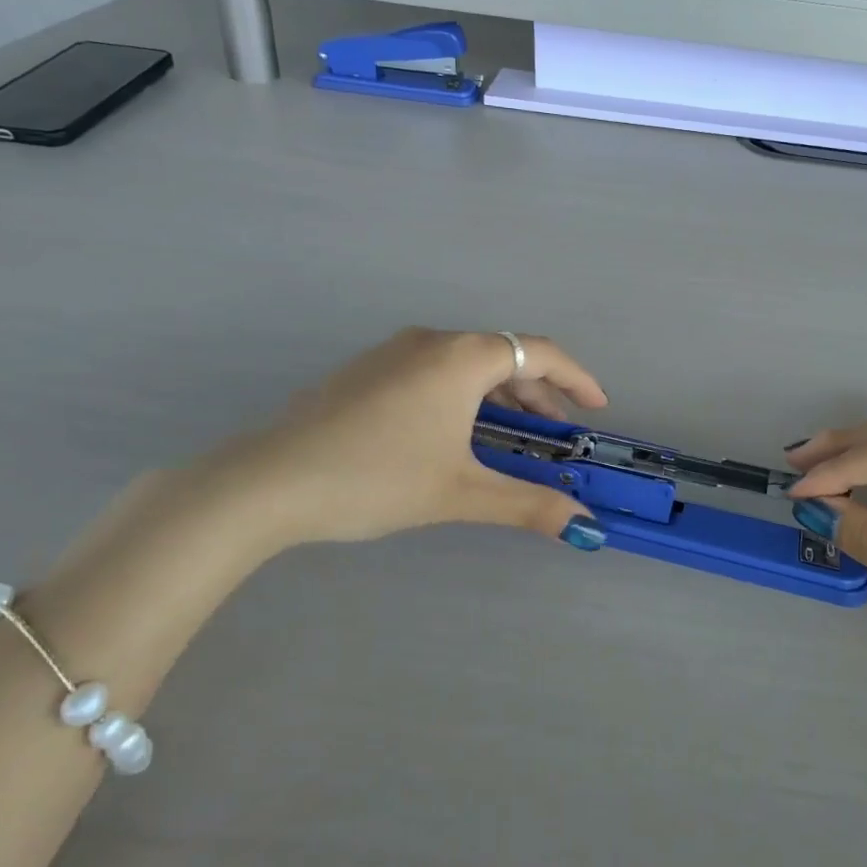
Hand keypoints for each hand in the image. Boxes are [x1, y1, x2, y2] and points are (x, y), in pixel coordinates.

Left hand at [192, 328, 610, 553]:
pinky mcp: (366, 371)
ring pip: (465, 363)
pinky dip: (463, 394)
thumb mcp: (460, 493)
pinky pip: (434, 371)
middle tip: (557, 431)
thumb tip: (585, 525)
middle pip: (503, 355)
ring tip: (513, 434)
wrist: (269, 482)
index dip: (577, 378)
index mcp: (461, 357)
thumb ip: (528, 504)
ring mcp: (392, 352)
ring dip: (499, 394)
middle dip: (538, 391)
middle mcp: (430, 341)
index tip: (597, 406)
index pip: (539, 352)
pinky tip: (455, 432)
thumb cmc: (376, 478)